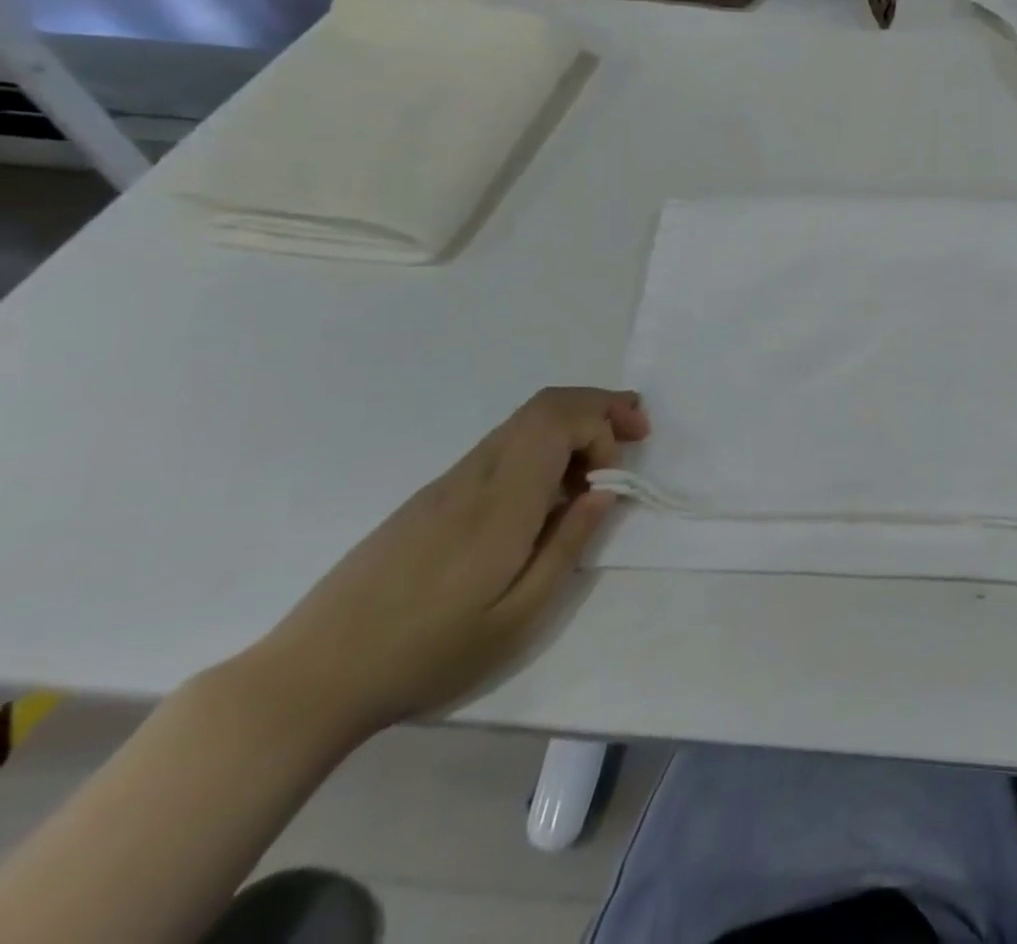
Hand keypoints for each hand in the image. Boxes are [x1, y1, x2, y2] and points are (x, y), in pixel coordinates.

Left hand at [242, 387, 647, 743]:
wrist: (308, 680)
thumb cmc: (423, 656)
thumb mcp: (516, 619)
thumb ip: (567, 547)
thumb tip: (605, 492)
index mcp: (501, 502)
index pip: (560, 421)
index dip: (604, 429)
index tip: (615, 477)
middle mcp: (476, 476)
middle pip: (545, 406)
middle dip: (600, 406)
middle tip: (638, 430)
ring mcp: (448, 483)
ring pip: (523, 421)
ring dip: (574, 422)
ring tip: (606, 455)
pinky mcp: (431, 498)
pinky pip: (502, 447)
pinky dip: (544, 445)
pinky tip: (552, 488)